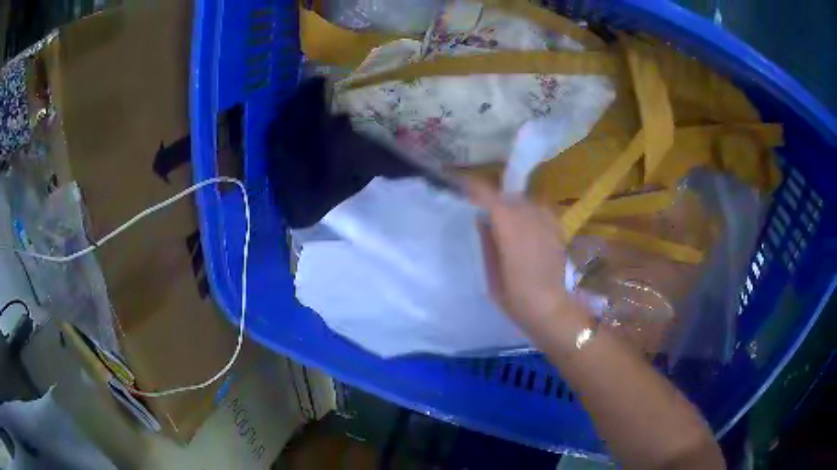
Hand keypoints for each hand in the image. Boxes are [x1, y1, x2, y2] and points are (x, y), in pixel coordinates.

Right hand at [468, 181, 588, 339]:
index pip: (488, 196)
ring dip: (512, 207)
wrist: (549, 307)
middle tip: (484, 213)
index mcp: (508, 227)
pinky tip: (527, 226)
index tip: (462, 188)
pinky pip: (540, 211)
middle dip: (493, 201)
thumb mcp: (491, 272)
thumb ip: (487, 242)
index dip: (474, 189)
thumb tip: (482, 221)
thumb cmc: (515, 296)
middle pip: (507, 197)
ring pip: (524, 202)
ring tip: (506, 221)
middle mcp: (528, 217)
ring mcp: (545, 222)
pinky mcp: (556, 230)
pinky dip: (530, 213)